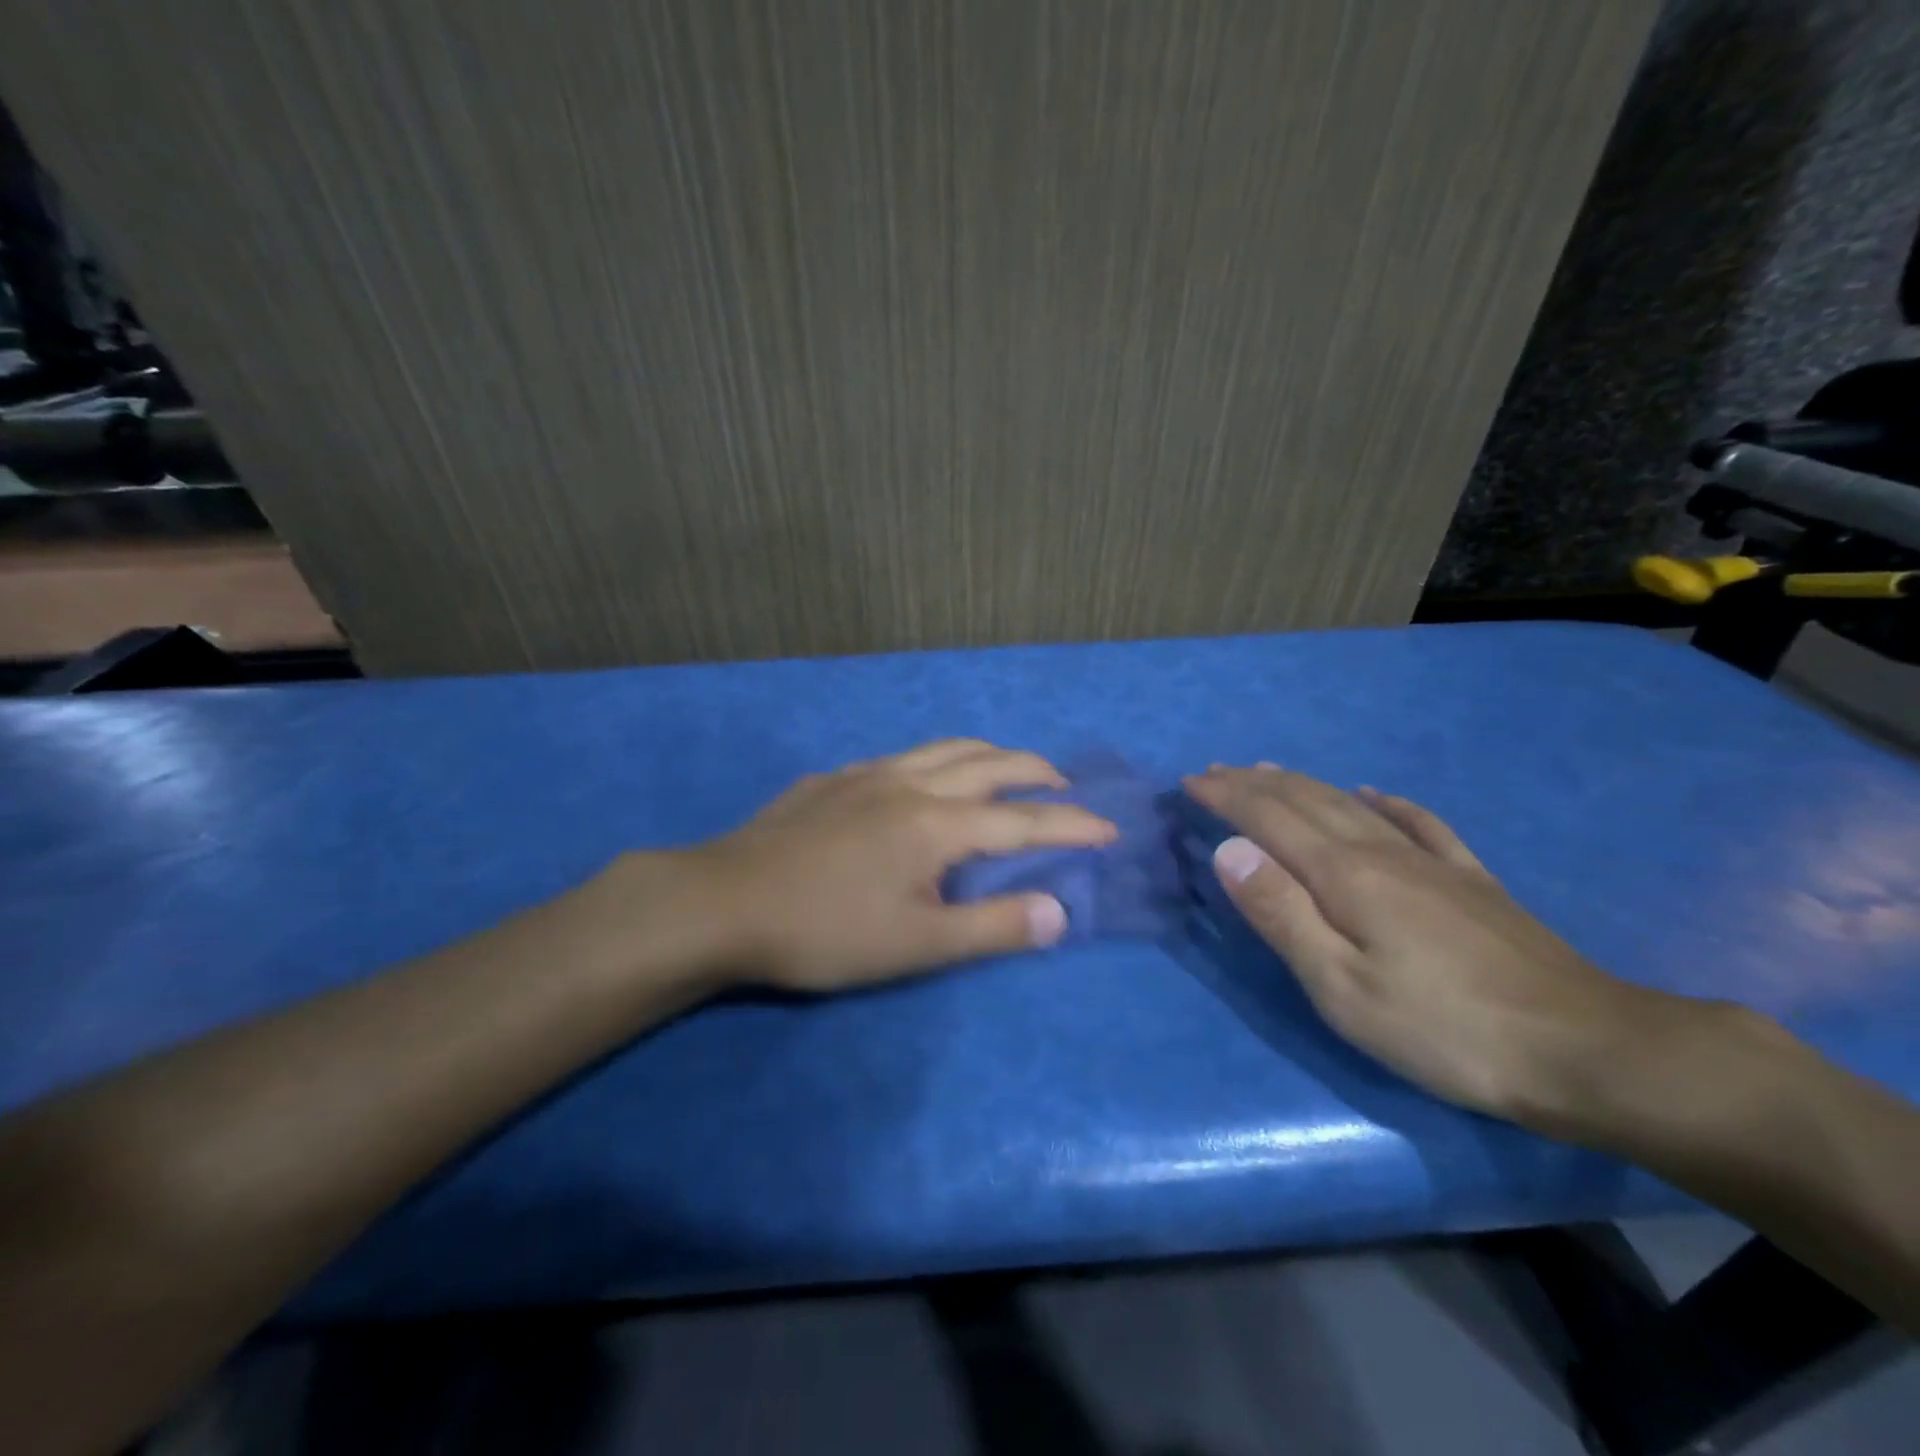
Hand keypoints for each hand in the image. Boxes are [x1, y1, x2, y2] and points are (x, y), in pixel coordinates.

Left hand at [686, 739, 1116, 991]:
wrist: (723, 902)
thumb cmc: (825, 932)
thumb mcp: (916, 944)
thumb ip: (992, 926)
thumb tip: (1058, 913)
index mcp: (937, 822)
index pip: (1024, 819)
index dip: (1072, 825)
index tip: (1109, 829)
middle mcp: (909, 783)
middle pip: (989, 763)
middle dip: (1037, 771)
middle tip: (1063, 788)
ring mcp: (866, 774)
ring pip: (944, 748)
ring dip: (988, 754)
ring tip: (1007, 769)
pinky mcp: (833, 779)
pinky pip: (901, 757)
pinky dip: (935, 761)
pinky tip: (922, 782)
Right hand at [1184, 764, 1685, 1128]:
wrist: (1586, 1049)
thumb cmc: (1443, 1029)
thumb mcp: (1342, 987)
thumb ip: (1282, 914)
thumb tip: (1228, 850)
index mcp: (1345, 875)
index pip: (1269, 818)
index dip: (1226, 797)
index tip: (1190, 782)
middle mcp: (1382, 853)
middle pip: (1307, 801)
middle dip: (1255, 783)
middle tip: (1216, 771)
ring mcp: (1432, 862)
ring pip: (1352, 805)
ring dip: (1304, 784)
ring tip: (1271, 772)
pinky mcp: (1470, 881)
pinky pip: (1418, 823)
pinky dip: (1385, 801)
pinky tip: (1374, 794)